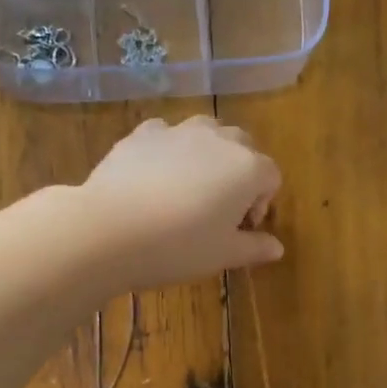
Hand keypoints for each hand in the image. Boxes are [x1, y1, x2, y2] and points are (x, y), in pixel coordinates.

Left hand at [79, 116, 282, 290]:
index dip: (261, 203)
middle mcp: (218, 140)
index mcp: (247, 168)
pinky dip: (169, 151)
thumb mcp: (222, 255)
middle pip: (243, 147)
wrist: (109, 230)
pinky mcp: (142, 134)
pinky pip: (166, 136)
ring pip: (206, 133)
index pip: (270, 177)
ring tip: (189, 188)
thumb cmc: (178, 247)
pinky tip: (154, 178)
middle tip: (219, 208)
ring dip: (207, 155)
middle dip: (239, 173)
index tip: (242, 229)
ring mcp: (178, 131)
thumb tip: (277, 248)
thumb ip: (253, 248)